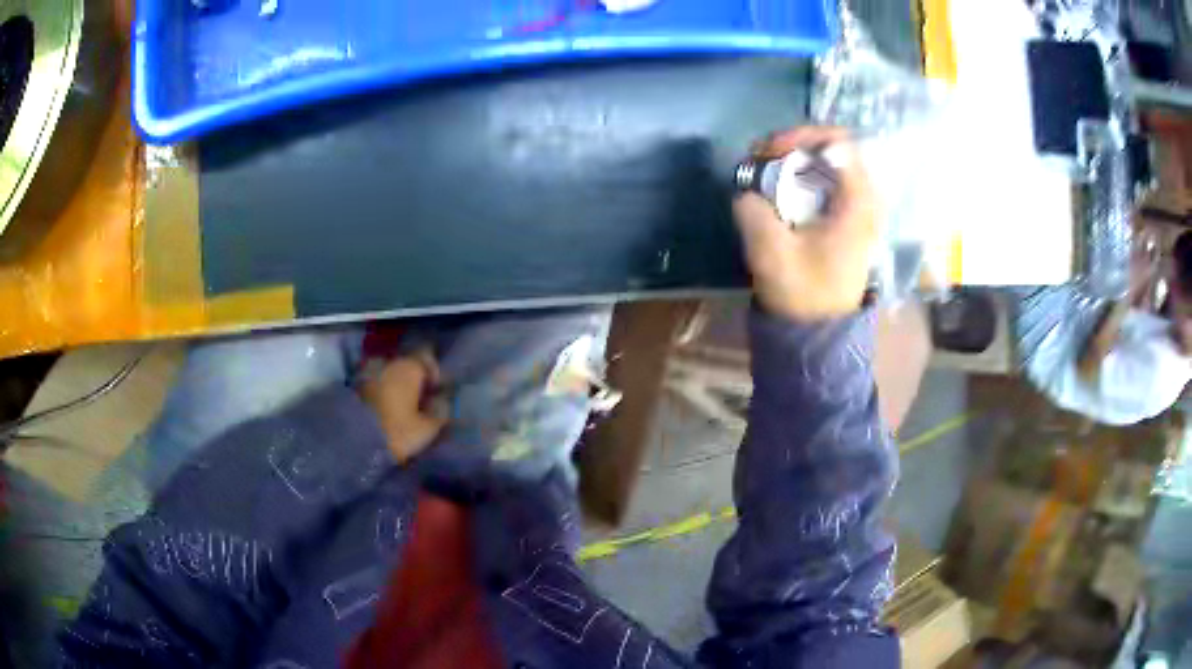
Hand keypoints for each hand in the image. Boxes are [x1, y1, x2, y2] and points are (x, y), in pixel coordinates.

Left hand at [359, 353, 446, 463]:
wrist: (354, 441)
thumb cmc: (397, 432)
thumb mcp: (428, 428)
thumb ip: (440, 411)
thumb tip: (442, 401)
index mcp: (408, 366)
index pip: (427, 356)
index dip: (435, 372)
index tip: (437, 392)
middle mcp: (388, 362)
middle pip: (406, 363)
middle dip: (414, 379)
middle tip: (420, 401)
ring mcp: (368, 371)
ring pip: (389, 373)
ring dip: (396, 385)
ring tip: (401, 406)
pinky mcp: (355, 386)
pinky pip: (375, 383)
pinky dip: (382, 392)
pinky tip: (385, 409)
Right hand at [735, 127, 877, 320]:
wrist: (820, 333)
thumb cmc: (803, 295)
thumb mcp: (771, 252)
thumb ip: (753, 210)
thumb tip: (747, 189)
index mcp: (858, 203)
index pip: (838, 141)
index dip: (799, 136)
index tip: (769, 152)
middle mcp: (867, 200)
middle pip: (835, 148)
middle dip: (795, 146)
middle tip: (763, 159)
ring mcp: (861, 210)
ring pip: (831, 164)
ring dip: (798, 160)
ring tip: (768, 171)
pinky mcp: (851, 220)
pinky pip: (830, 181)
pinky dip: (804, 176)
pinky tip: (782, 189)